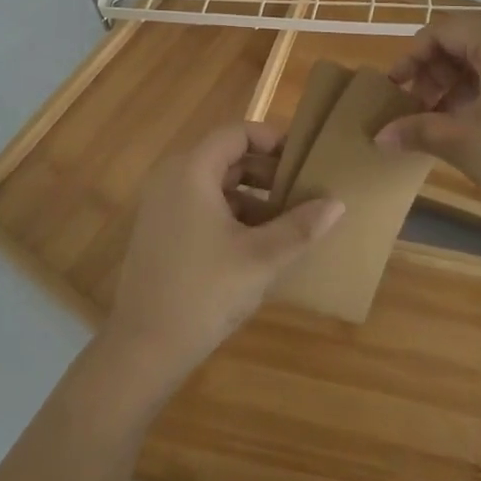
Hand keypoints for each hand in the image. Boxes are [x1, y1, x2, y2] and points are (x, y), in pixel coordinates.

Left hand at [101, 122, 344, 393]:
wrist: (143, 348)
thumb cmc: (204, 292)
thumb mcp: (261, 258)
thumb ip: (300, 227)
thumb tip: (337, 203)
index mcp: (191, 170)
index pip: (237, 133)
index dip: (272, 139)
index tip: (303, 158)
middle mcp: (172, 177)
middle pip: (226, 157)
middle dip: (266, 172)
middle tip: (303, 190)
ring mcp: (162, 205)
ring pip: (215, 184)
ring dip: (252, 196)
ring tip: (288, 220)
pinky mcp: (160, 231)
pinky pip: (202, 206)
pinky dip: (231, 214)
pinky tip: (259, 244)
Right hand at [375, 15, 480, 239]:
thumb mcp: (465, 143)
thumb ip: (417, 130)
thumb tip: (379, 135)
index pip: (444, 31)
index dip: (412, 57)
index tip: (394, 89)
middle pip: (466, 43)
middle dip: (434, 73)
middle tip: (416, 110)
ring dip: (456, 86)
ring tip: (439, 122)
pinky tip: (470, 125)